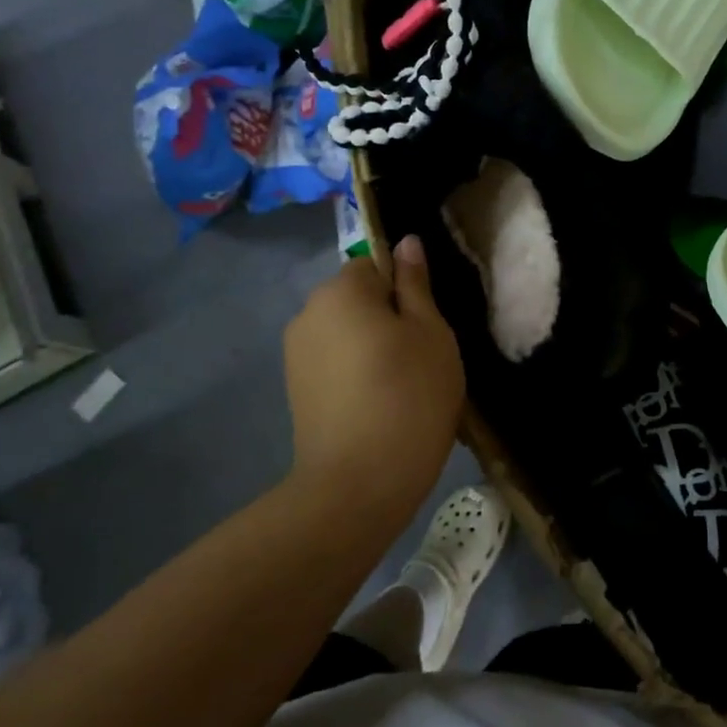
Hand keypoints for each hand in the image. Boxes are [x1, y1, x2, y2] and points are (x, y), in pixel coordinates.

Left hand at [281, 235, 464, 524]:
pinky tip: (378, 403)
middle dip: (388, 316)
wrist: (359, 484)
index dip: (406, 289)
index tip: (427, 325)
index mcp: (340, 290)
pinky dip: (356, 372)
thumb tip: (405, 242)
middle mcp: (307, 313)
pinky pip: (334, 362)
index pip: (376, 264)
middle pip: (358, 297)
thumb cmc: (409, 394)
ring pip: (347, 332)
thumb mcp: (430, 331)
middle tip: (422, 355)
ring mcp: (296, 355)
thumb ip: (416, 283)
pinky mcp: (296, 391)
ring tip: (402, 384)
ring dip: (372, 345)